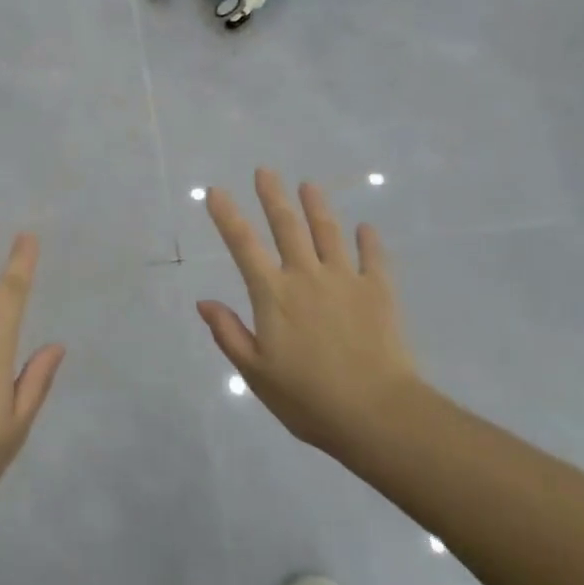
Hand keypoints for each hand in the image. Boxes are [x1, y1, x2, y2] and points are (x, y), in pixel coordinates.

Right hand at [197, 169, 422, 460]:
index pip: (243, 245)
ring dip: (317, 206)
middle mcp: (306, 276)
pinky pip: (374, 258)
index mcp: (273, 294)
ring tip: (309, 185)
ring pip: (328, 232)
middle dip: (273, 196)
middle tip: (265, 171)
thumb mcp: (256, 374)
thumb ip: (229, 334)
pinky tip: (366, 228)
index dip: (227, 216)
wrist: (376, 413)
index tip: (215, 191)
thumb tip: (204, 302)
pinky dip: (369, 241)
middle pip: (287, 226)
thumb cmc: (308, 399)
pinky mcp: (379, 292)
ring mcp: (345, 280)